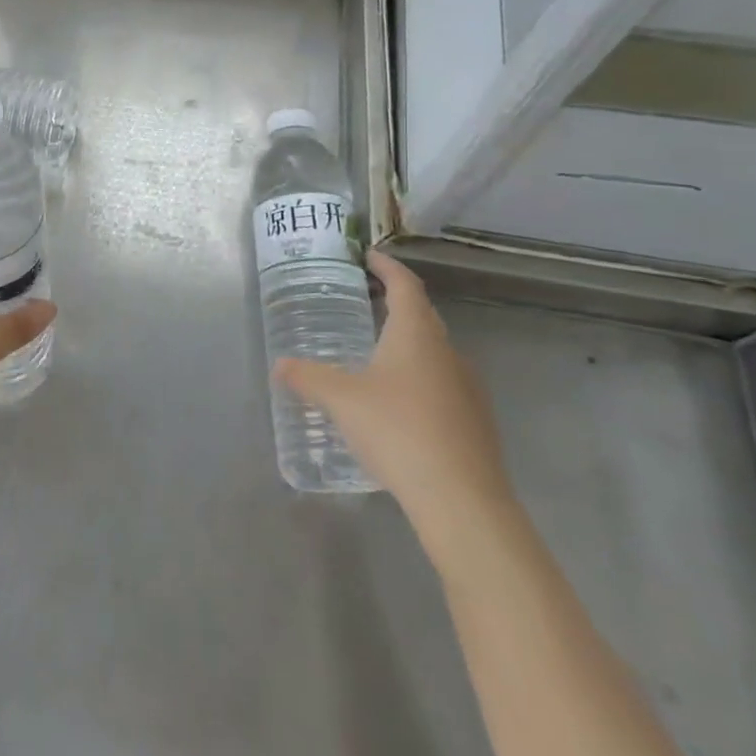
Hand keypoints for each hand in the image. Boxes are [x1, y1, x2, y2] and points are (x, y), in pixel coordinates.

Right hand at [277, 249, 513, 545]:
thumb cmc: (397, 430)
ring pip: (433, 353)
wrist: (462, 500)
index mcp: (416, 334)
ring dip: (406, 345)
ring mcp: (467, 388)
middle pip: (422, 316)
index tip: (368, 256)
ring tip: (374, 354)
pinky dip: (417, 379)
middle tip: (365, 300)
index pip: (405, 285)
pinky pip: (441, 385)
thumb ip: (308, 377)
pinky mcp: (474, 422)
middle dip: (395, 303)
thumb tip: (280, 365)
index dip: (387, 266)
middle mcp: (447, 352)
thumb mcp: (340, 400)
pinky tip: (397, 404)